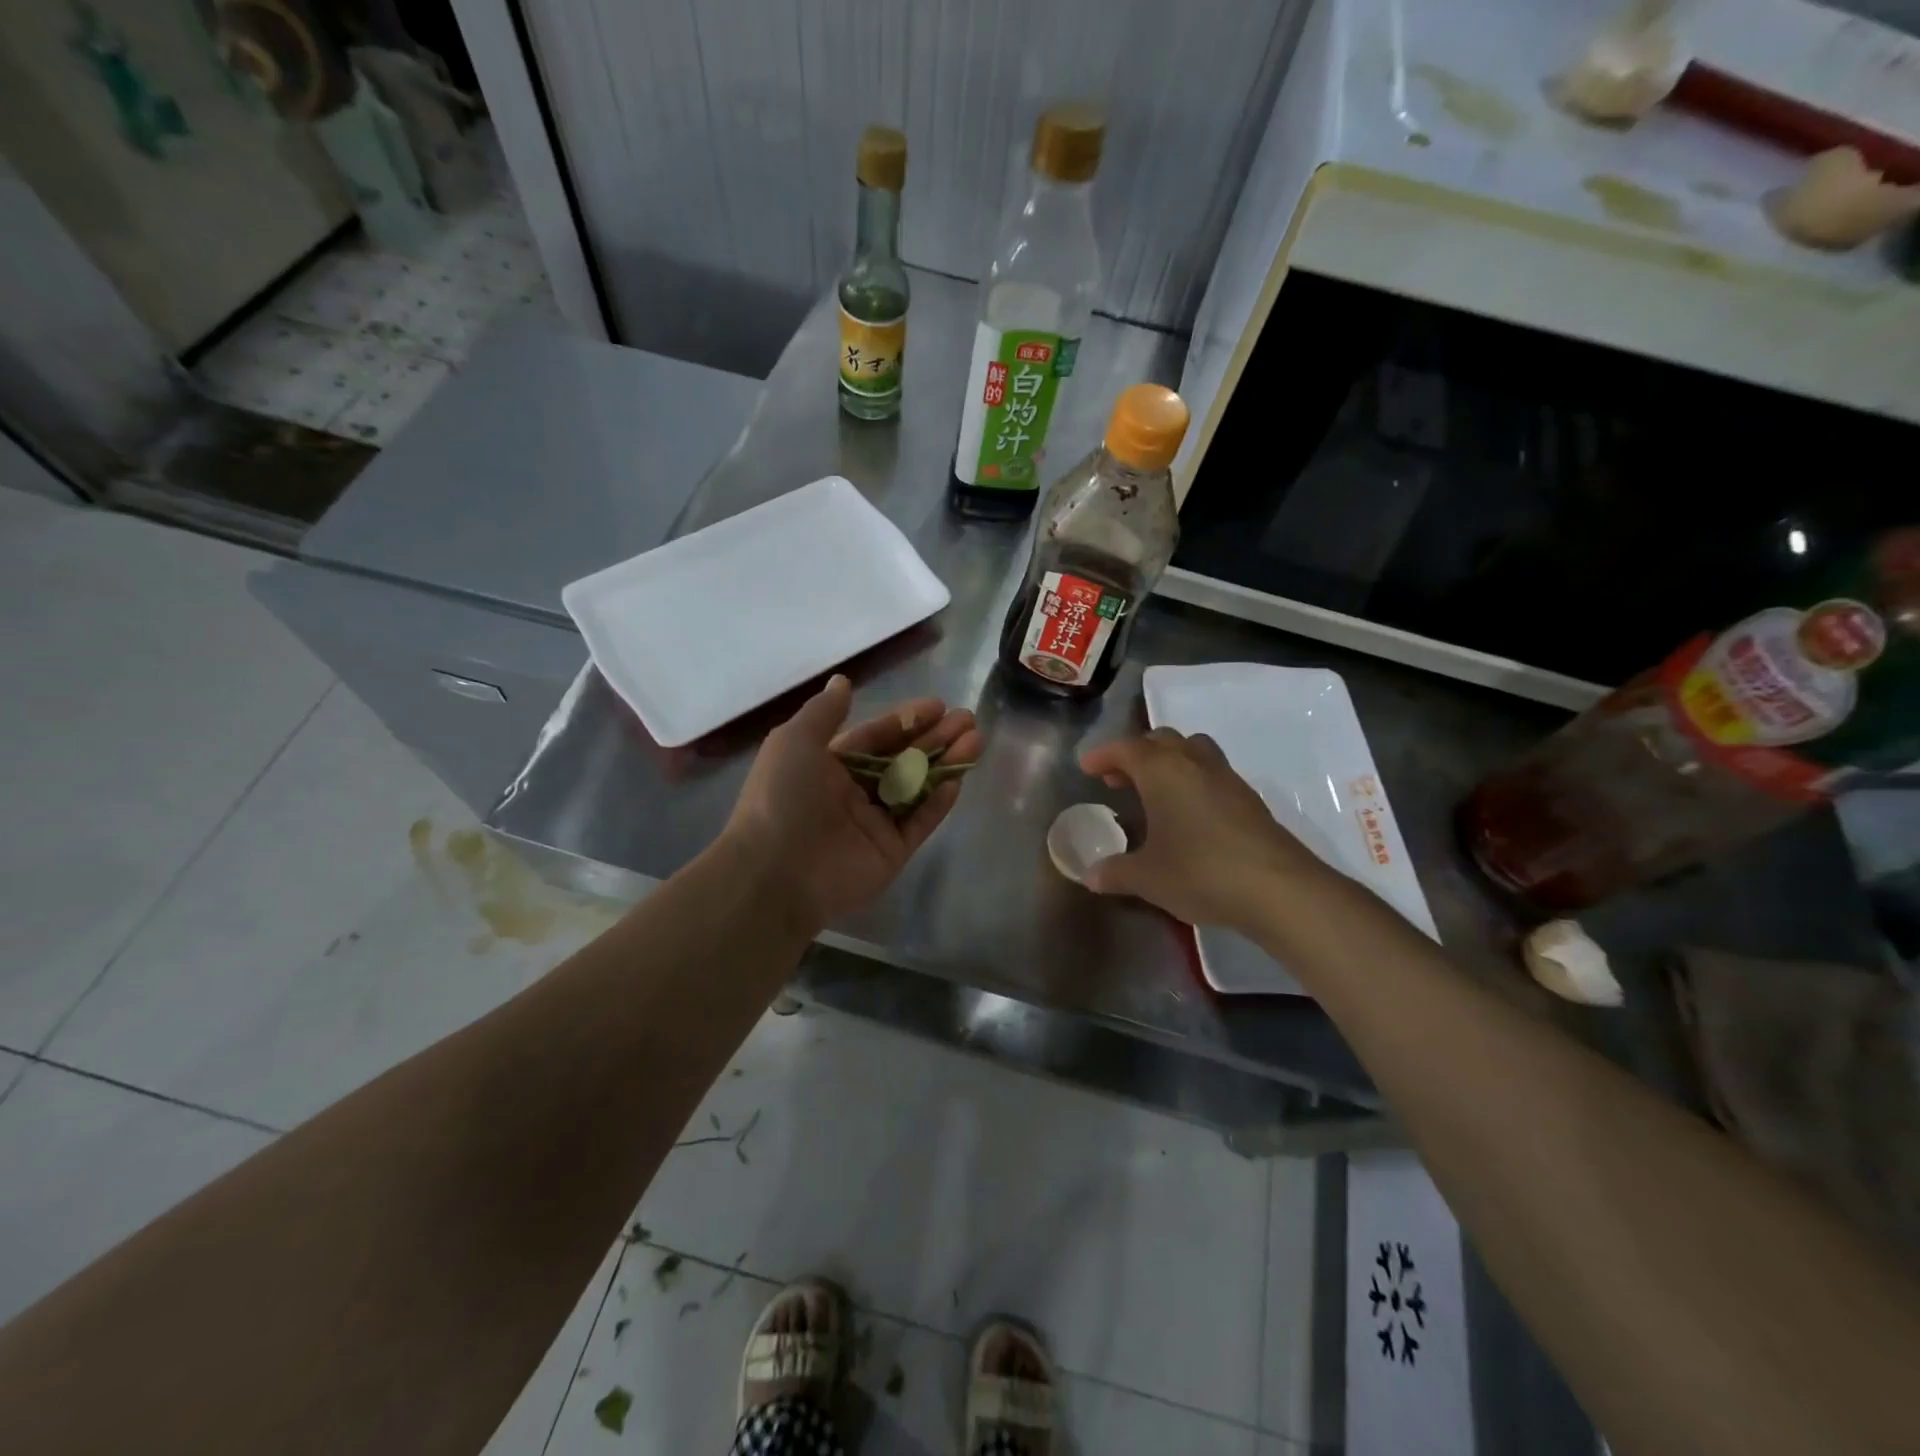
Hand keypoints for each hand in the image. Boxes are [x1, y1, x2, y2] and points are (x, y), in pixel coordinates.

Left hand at [722, 675, 981, 934]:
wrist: (775, 872)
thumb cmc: (783, 797)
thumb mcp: (795, 741)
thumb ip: (825, 711)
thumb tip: (842, 681)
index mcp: (829, 765)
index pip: (876, 737)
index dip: (906, 720)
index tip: (938, 706)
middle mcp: (853, 792)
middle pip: (902, 759)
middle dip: (935, 738)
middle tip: (968, 720)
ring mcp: (874, 824)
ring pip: (917, 788)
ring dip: (945, 764)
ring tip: (976, 740)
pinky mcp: (891, 852)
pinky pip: (919, 822)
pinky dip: (938, 802)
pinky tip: (958, 780)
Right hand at [1078, 729, 1334, 933]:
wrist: (1278, 888)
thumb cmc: (1199, 871)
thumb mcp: (1146, 877)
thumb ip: (1115, 872)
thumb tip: (1090, 876)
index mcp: (1162, 770)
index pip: (1126, 748)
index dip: (1103, 755)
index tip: (1087, 767)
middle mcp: (1194, 763)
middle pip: (1161, 741)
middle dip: (1135, 754)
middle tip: (1117, 780)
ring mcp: (1227, 778)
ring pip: (1192, 751)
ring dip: (1168, 762)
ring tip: (1154, 791)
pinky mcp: (1249, 799)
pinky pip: (1211, 774)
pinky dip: (1192, 781)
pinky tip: (1187, 814)